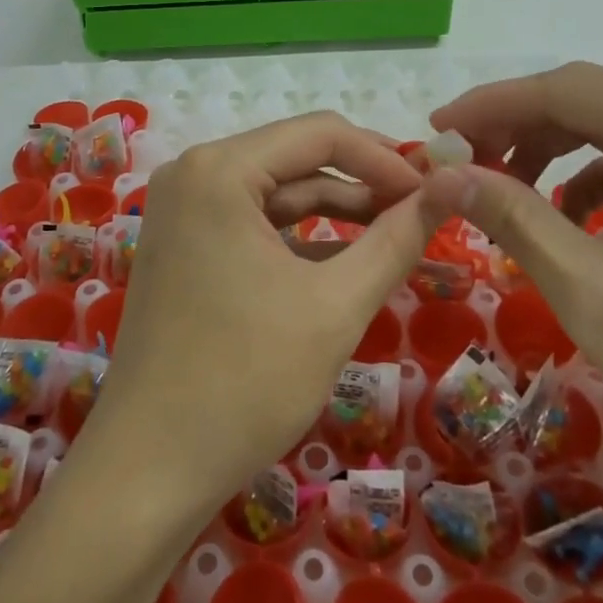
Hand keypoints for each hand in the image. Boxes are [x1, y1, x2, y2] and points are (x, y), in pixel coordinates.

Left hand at [90, 112, 437, 511]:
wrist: (149, 469)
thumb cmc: (246, 381)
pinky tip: (349, 257)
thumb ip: (397, 239)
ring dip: (337, 209)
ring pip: (277, 192)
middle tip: (425, 209)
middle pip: (296, 157)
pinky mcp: (185, 244)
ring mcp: (183, 209)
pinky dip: (302, 236)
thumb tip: (454, 185)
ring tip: (399, 232)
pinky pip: (254, 222)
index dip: (385, 158)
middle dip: (364, 182)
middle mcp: (193, 173)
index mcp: (219, 169)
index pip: (319, 133)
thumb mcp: (336, 305)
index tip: (436, 189)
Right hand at [421, 63, 602, 484]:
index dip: (490, 106)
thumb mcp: (590, 288)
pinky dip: (587, 177)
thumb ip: (512, 216)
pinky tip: (564, 216)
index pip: (563, 90)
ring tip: (500, 186)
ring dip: (547, 147)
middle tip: (459, 159)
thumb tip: (443, 172)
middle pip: (586, 97)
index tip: (435, 132)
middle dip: (514, 124)